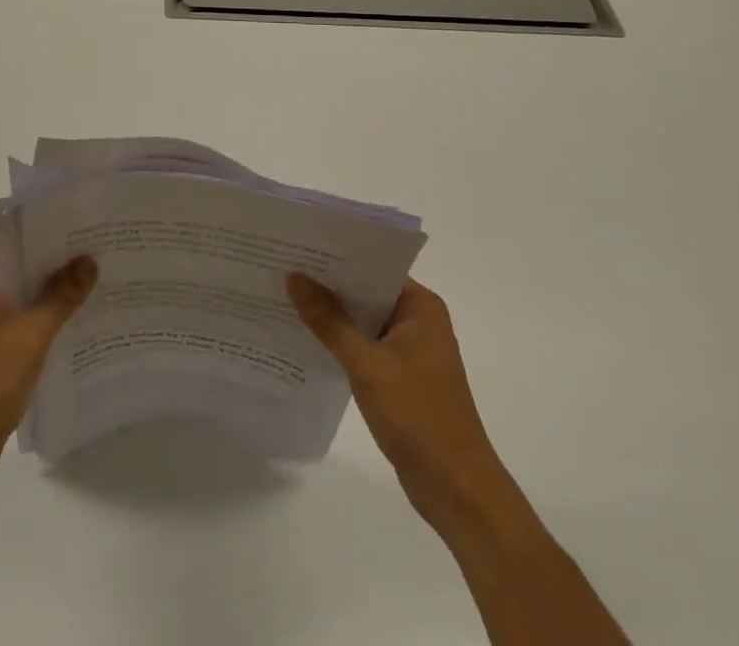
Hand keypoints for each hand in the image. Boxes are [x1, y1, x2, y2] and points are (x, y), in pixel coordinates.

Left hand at [0, 249, 97, 486]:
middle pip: (18, 266)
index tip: (81, 226)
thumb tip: (89, 260)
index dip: (45, 232)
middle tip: (96, 250)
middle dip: (54, 262)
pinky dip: (42, 316)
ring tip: (93, 280)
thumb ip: (61, 296)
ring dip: (49, 291)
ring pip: (20, 294)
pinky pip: (18, 319)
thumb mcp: (31, 335)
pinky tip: (74, 319)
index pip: (12, 239)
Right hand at [287, 274, 509, 523]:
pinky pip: (364, 345)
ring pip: (362, 319)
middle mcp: (418, 320)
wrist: (456, 491)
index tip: (296, 246)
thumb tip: (294, 277)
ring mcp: (410, 350)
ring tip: (284, 296)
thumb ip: (328, 320)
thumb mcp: (366, 364)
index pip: (372, 266)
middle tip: (281, 267)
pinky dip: (340, 341)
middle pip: (365, 291)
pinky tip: (305, 337)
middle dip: (327, 284)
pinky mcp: (400, 376)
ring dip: (331, 314)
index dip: (334, 256)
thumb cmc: (418, 417)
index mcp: (420, 307)